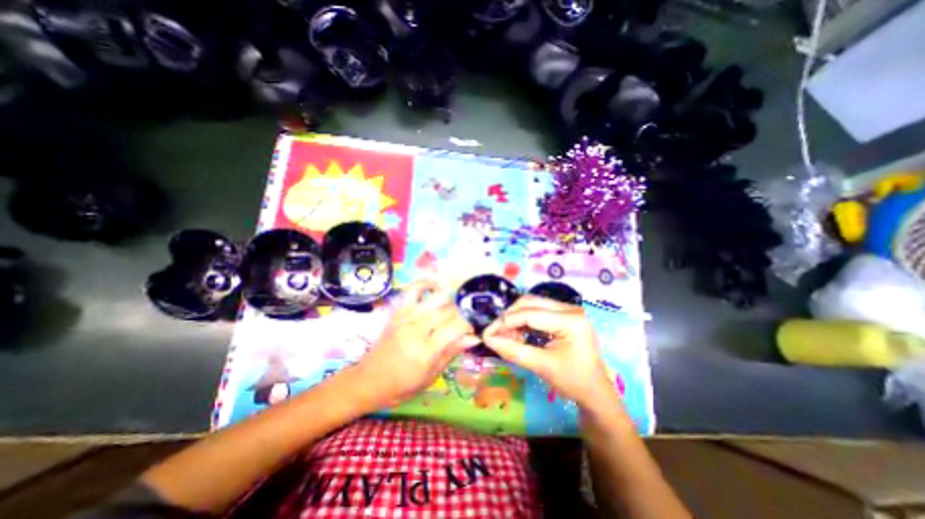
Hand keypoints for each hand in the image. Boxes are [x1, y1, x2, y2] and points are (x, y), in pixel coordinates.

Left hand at [353, 278, 479, 407]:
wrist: (369, 380)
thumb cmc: (402, 385)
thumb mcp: (431, 376)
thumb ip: (452, 353)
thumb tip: (474, 338)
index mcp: (426, 351)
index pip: (456, 327)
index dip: (468, 327)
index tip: (469, 333)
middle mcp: (416, 329)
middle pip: (449, 310)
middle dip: (460, 316)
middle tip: (458, 326)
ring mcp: (406, 316)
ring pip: (437, 296)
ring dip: (449, 301)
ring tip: (449, 311)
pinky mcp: (398, 310)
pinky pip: (414, 289)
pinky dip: (426, 284)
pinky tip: (435, 288)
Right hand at [482, 297, 616, 408]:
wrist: (596, 392)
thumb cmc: (573, 381)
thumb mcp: (542, 366)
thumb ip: (513, 350)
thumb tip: (487, 339)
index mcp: (570, 320)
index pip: (530, 314)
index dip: (505, 322)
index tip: (487, 333)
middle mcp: (571, 308)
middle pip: (530, 302)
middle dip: (509, 317)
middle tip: (495, 333)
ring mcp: (569, 309)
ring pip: (532, 304)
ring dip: (515, 318)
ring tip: (505, 335)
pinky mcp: (565, 314)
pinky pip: (538, 310)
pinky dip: (524, 320)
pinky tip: (517, 333)